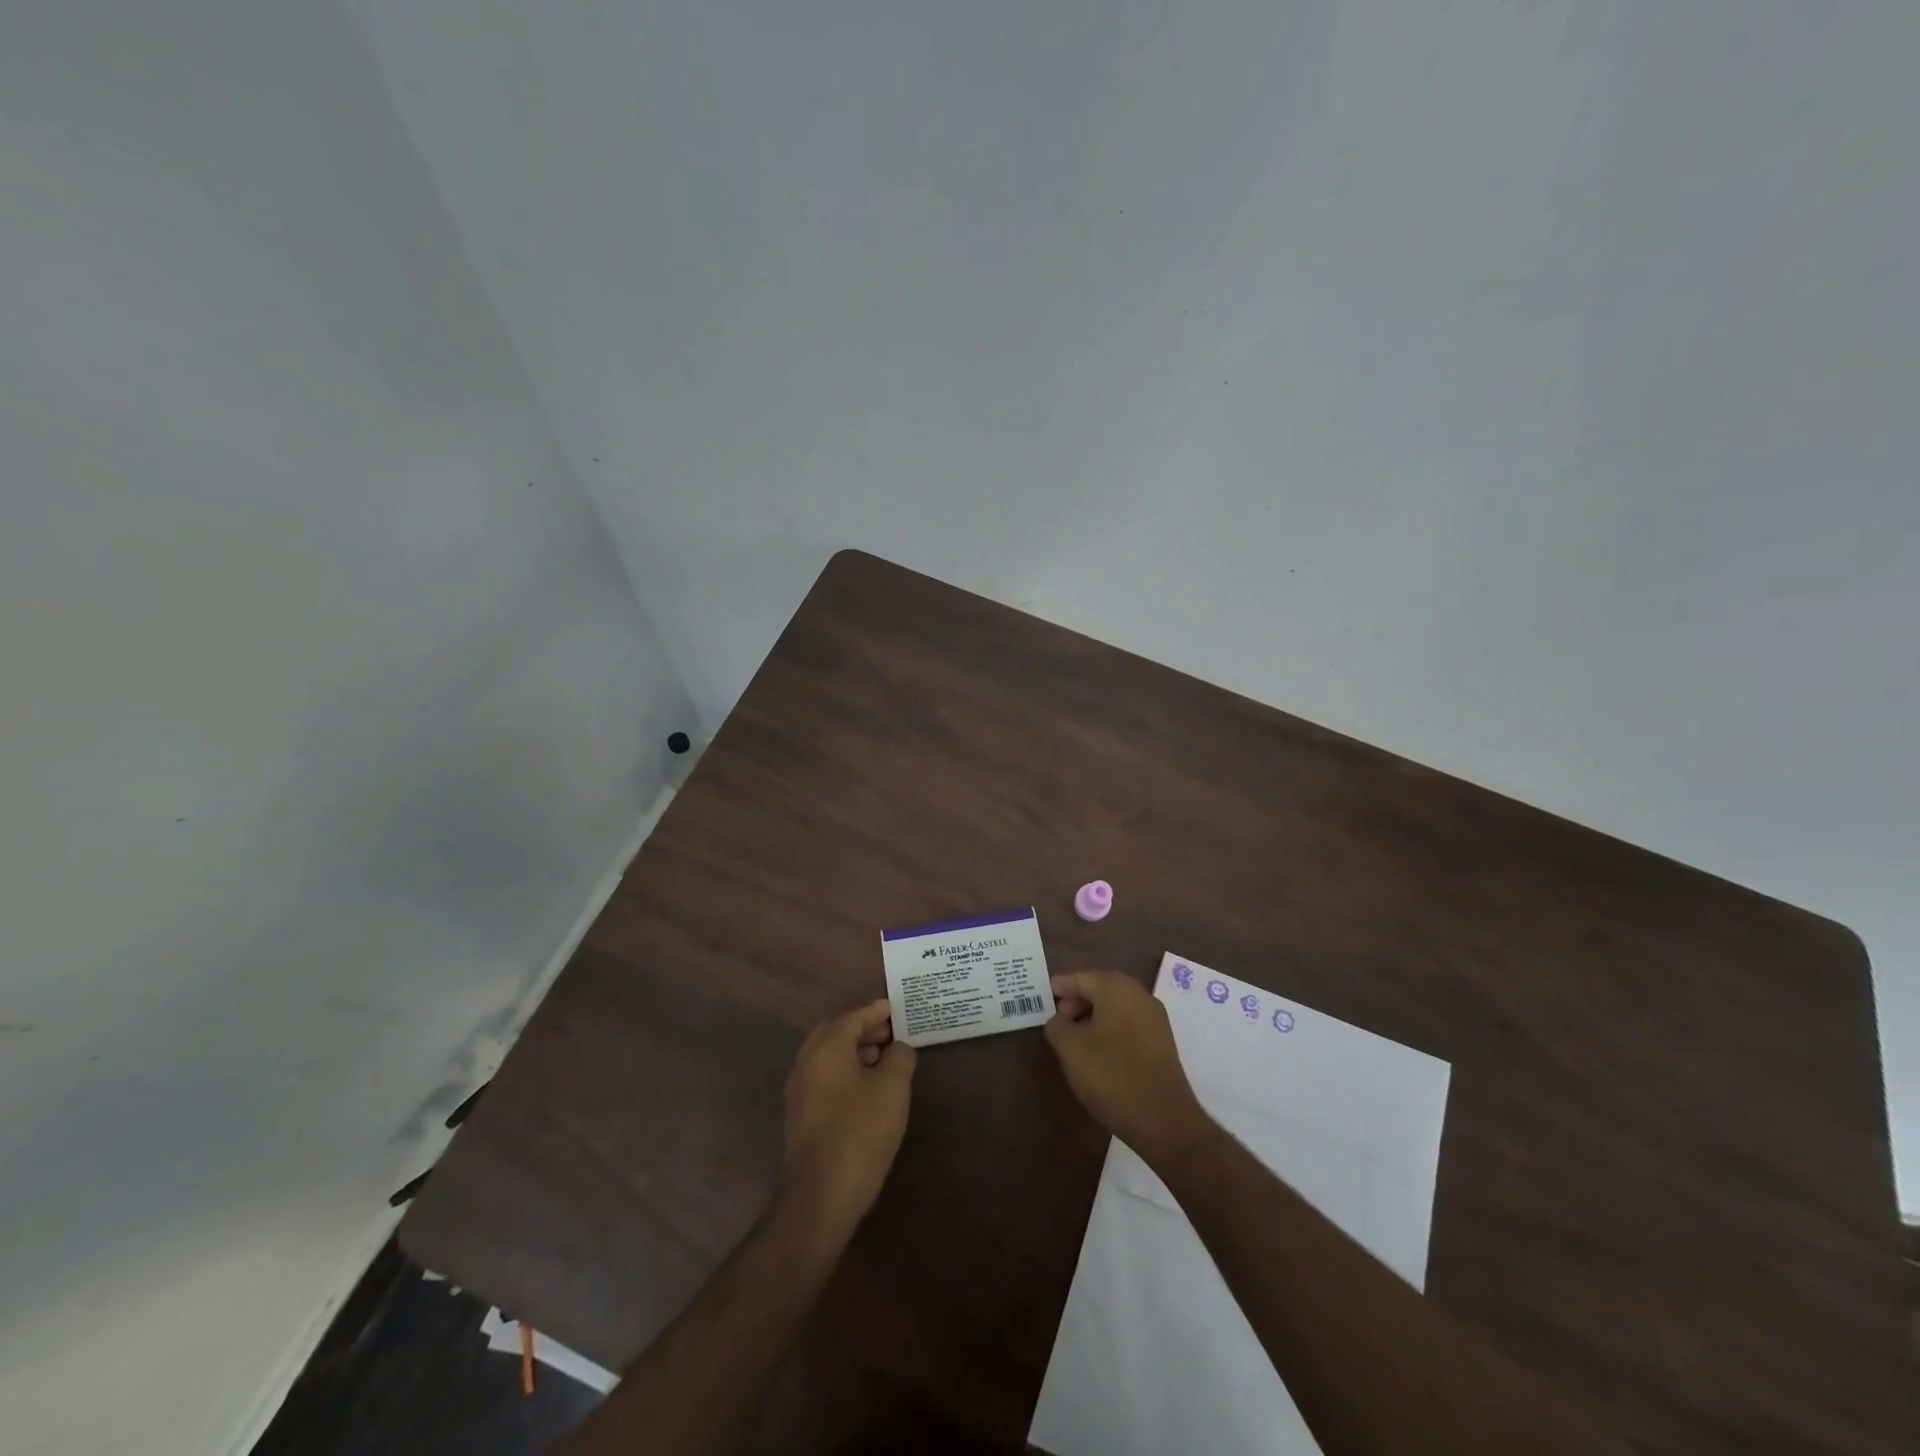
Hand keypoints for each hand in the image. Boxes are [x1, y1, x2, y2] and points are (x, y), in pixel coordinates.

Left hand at [780, 999, 917, 1241]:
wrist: (821, 1195)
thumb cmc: (860, 1131)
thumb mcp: (892, 1089)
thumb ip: (900, 1057)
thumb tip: (899, 1047)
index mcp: (826, 1047)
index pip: (853, 1016)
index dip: (877, 1010)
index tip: (896, 1007)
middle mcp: (807, 1061)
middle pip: (836, 1032)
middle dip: (863, 1028)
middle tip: (891, 1030)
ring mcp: (800, 1089)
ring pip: (829, 1055)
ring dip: (855, 1050)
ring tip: (884, 1057)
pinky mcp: (801, 1114)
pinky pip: (825, 1076)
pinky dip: (846, 1070)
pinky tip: (868, 1088)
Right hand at [1046, 971, 1209, 1166]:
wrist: (1163, 1119)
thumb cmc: (1111, 1077)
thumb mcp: (1070, 1050)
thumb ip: (1057, 1026)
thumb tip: (1058, 1019)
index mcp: (1116, 989)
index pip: (1081, 977)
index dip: (1060, 987)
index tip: (1042, 998)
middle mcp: (1139, 995)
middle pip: (1102, 986)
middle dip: (1078, 997)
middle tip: (1059, 1017)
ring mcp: (1154, 1017)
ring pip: (1117, 1003)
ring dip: (1095, 1012)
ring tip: (1076, 1035)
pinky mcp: (1162, 1039)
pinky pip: (1130, 1019)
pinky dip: (1112, 1024)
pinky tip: (1099, 1047)